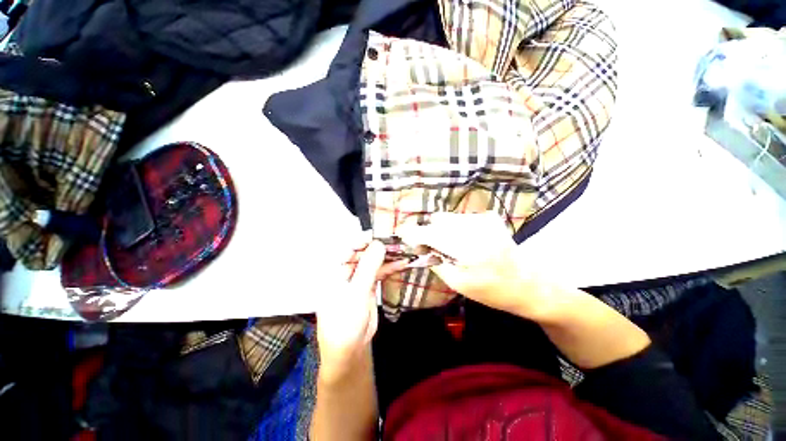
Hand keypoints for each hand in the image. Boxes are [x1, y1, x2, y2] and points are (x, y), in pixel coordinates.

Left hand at [316, 237, 406, 383]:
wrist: (350, 348)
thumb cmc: (345, 321)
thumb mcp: (356, 293)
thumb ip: (368, 267)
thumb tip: (379, 244)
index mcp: (335, 270)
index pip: (349, 248)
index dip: (364, 239)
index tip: (381, 234)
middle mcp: (346, 270)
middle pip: (364, 253)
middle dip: (380, 247)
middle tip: (397, 241)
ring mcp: (358, 277)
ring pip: (374, 261)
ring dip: (388, 257)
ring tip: (404, 250)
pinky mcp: (369, 285)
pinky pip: (380, 272)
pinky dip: (391, 268)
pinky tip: (403, 263)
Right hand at [397, 212, 544, 317]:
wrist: (526, 282)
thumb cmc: (491, 290)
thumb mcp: (458, 284)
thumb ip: (435, 262)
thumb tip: (420, 247)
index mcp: (468, 249)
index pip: (431, 233)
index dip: (413, 233)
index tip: (401, 234)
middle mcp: (475, 228)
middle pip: (438, 221)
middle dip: (429, 233)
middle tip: (431, 249)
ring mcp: (484, 219)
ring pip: (448, 218)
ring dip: (442, 231)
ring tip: (452, 247)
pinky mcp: (488, 216)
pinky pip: (460, 218)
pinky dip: (455, 228)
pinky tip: (465, 241)